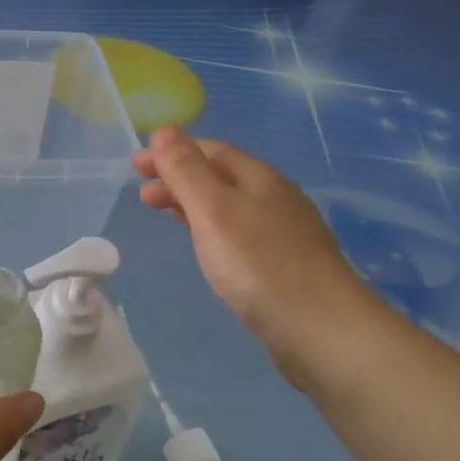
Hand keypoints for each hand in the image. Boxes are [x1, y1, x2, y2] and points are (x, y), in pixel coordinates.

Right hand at [134, 126, 376, 381]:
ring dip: (192, 203)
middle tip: (142, 194)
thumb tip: (164, 130)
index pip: (211, 150)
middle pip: (221, 176)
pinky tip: (205, 245)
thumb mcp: (213, 210)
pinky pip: (238, 232)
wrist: (323, 331)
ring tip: (163, 214)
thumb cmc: (260, 265)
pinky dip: (210, 227)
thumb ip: (186, 170)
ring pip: (229, 205)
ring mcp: (284, 233)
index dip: (172, 152)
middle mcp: (275, 199)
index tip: (136, 165)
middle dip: (179, 178)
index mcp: (260, 179)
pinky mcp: (285, 265)